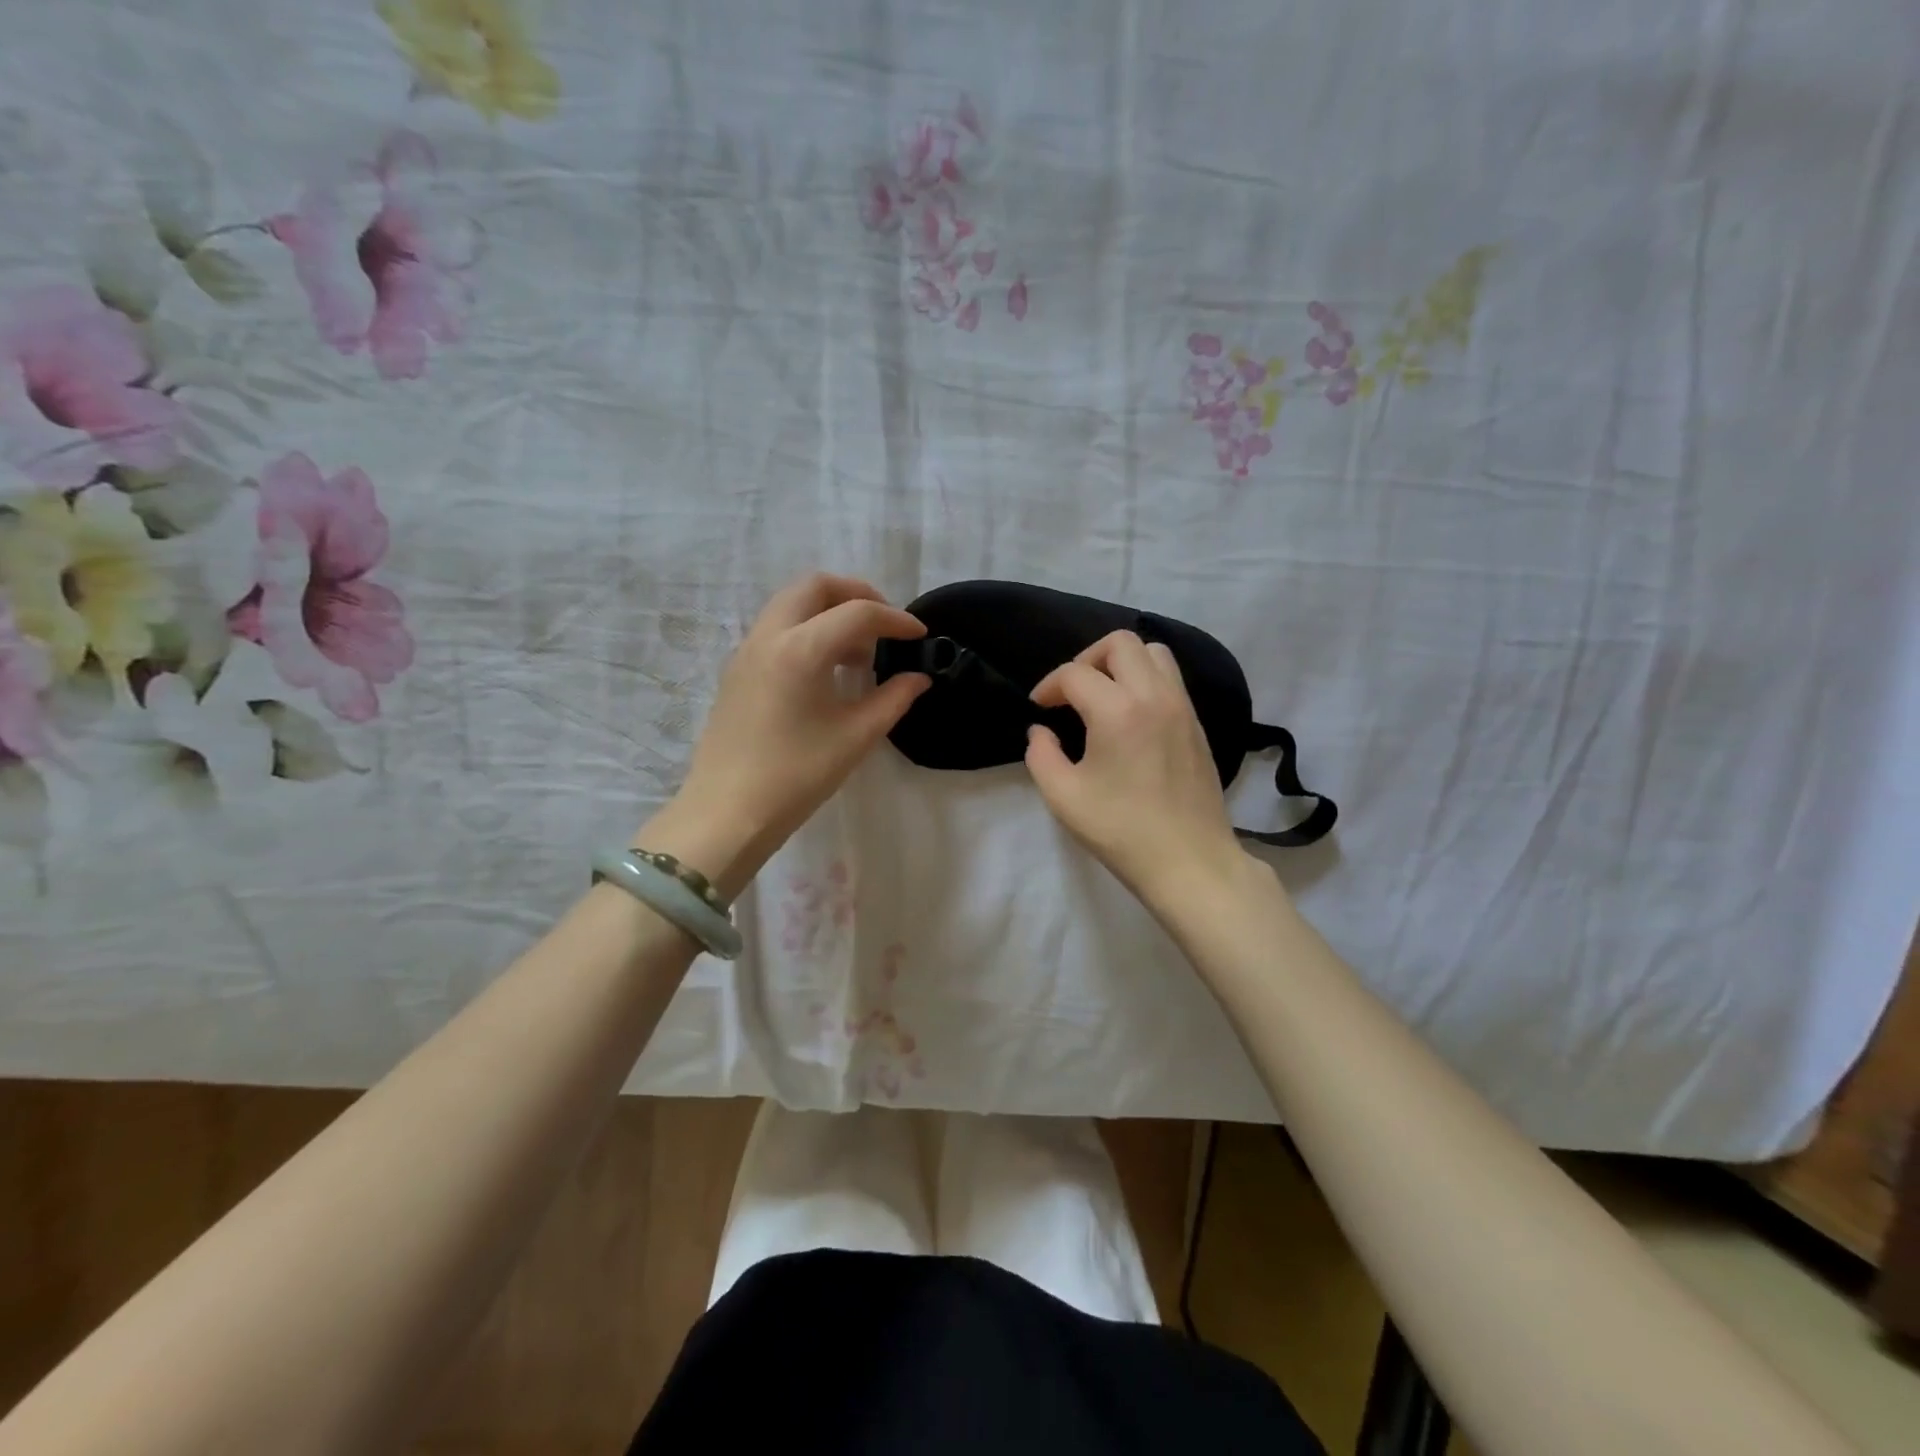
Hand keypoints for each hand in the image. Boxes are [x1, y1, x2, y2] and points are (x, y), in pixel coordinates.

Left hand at [645, 574, 928, 894]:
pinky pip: (776, 628)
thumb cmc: (796, 776)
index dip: (895, 620)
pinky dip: (807, 629)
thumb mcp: (855, 737)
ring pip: (791, 604)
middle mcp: (768, 637)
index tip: (920, 636)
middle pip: (814, 587)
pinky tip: (826, 669)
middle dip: (855, 595)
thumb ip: (893, 699)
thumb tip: (918, 677)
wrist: (727, 813)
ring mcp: (746, 651)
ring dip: (829, 611)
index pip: (856, 614)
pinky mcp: (737, 670)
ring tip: (858, 652)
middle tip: (884, 624)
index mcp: (799, 650)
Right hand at [1025, 630, 1250, 903]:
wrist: (1190, 861)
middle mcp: (1154, 696)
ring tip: (1103, 695)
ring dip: (1122, 663)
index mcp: (1118, 711)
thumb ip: (1041, 755)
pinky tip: (1130, 715)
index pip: (1075, 673)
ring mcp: (1182, 707)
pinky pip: (1171, 678)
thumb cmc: (1122, 831)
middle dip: (1087, 659)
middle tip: (1072, 692)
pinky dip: (1145, 679)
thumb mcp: (1063, 798)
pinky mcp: (1197, 723)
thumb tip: (1041, 731)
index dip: (1048, 686)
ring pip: (1153, 652)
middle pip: (1120, 643)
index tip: (1039, 708)